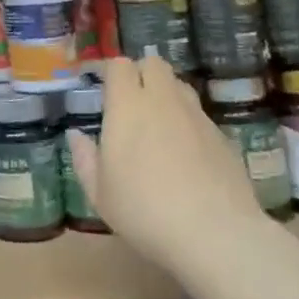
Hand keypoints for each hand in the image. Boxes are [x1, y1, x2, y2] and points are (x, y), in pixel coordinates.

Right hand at [68, 54, 267, 278]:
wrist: (216, 234)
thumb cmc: (145, 210)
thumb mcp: (100, 193)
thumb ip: (85, 159)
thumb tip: (76, 135)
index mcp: (128, 105)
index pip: (119, 65)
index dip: (111, 72)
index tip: (104, 89)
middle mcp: (163, 100)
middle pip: (154, 64)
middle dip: (142, 73)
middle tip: (132, 102)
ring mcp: (196, 116)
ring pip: (180, 86)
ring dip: (167, 95)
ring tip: (160, 125)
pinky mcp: (222, 136)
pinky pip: (200, 116)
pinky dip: (189, 123)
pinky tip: (187, 156)